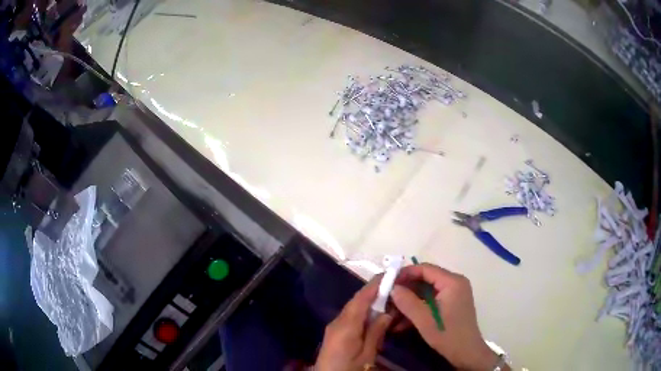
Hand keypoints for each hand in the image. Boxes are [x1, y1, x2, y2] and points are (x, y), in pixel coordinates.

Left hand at [315, 275, 392, 370]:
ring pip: (354, 308)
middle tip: (395, 287)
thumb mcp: (367, 354)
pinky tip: (375, 316)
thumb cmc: (349, 369)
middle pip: (357, 301)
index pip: (361, 299)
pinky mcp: (335, 332)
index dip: (375, 285)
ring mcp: (335, 326)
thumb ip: (376, 332)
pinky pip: (351, 317)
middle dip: (375, 292)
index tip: (390, 274)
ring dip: (370, 302)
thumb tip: (387, 312)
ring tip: (389, 299)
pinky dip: (364, 312)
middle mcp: (338, 321)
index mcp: (346, 325)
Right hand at [390, 264, 503, 370]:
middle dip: (406, 290)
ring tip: (392, 314)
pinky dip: (418, 309)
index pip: (425, 269)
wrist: (467, 353)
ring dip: (409, 302)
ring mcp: (454, 294)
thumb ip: (407, 302)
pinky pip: (431, 301)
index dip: (405, 274)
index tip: (387, 283)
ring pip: (426, 291)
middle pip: (425, 279)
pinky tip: (402, 323)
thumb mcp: (424, 320)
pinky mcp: (451, 304)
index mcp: (452, 282)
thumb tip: (393, 288)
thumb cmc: (447, 335)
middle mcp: (455, 283)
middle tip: (387, 300)